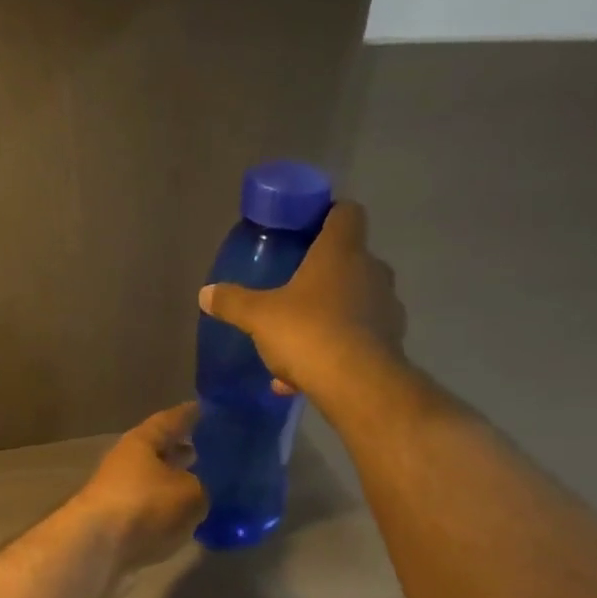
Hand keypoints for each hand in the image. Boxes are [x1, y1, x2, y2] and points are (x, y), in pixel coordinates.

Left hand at [72, 403, 206, 579]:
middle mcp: (127, 463)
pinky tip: (188, 518)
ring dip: (176, 483)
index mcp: (142, 442)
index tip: (208, 410)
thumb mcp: (190, 493)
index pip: (170, 420)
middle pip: (159, 452)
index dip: (190, 414)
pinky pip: (151, 510)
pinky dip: (168, 511)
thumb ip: (203, 487)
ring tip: (206, 486)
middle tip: (212, 451)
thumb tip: (203, 490)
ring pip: (155, 483)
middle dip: (183, 451)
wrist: (96, 550)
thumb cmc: (145, 506)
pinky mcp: (117, 525)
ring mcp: (119, 495)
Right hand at [198, 202, 405, 397]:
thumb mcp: (259, 317)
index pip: (346, 213)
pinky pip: (356, 340)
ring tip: (295, 342)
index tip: (308, 228)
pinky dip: (333, 352)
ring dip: (329, 316)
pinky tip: (302, 377)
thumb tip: (205, 293)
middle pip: (351, 260)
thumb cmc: (308, 332)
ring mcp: (386, 308)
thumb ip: (233, 302)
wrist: (357, 385)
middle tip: (296, 288)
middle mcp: (371, 272)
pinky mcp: (391, 343)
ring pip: (355, 303)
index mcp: (341, 252)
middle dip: (325, 273)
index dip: (329, 215)